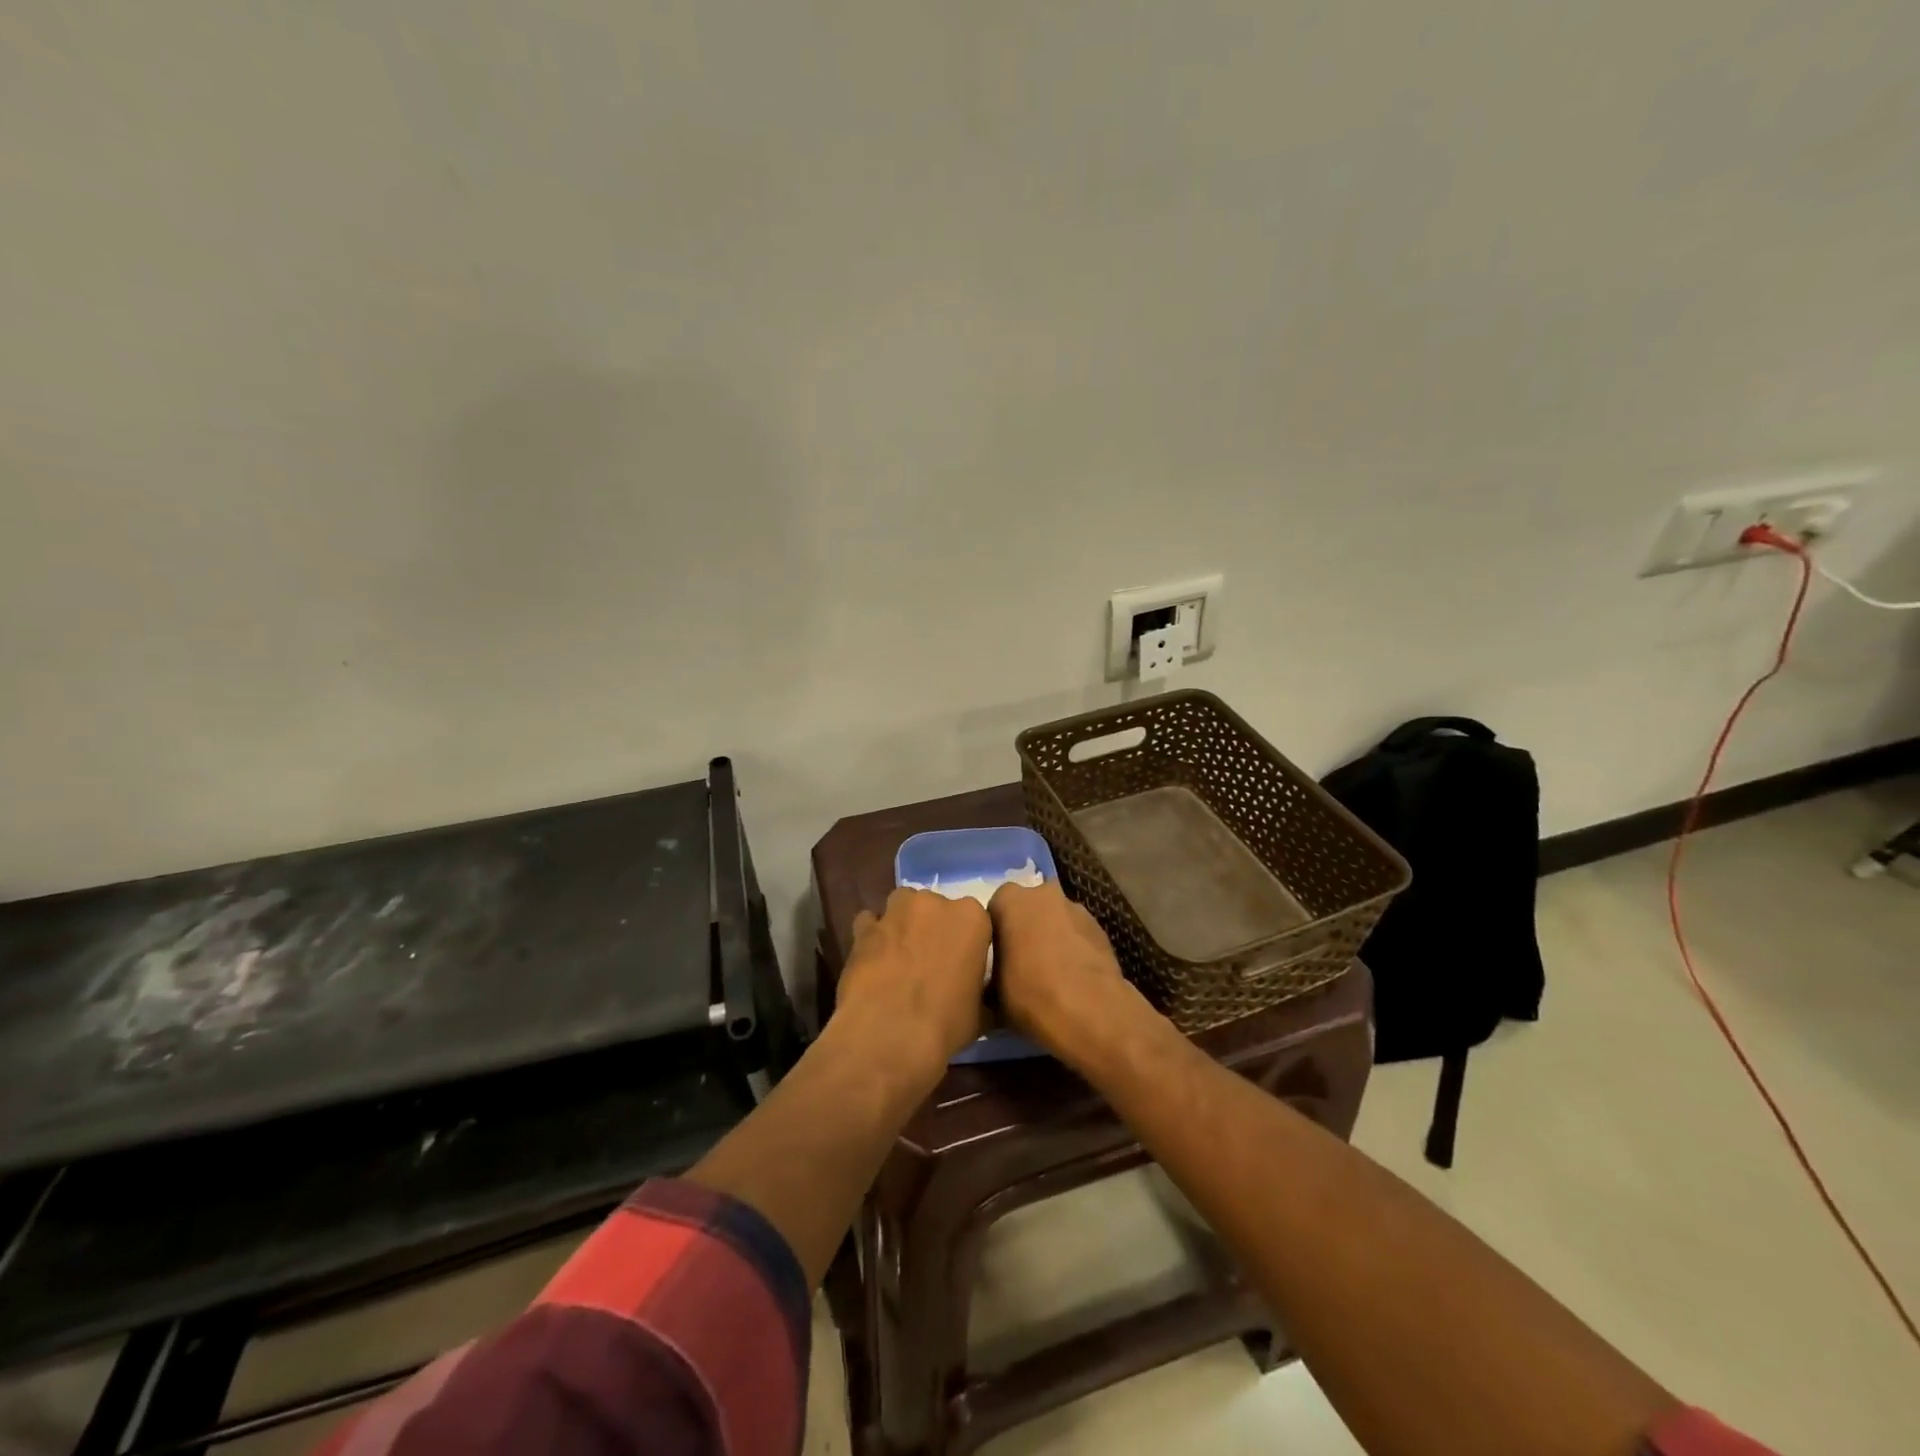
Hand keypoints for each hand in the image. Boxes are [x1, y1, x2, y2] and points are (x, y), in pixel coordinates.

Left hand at [833, 887, 991, 1082]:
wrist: (889, 1035)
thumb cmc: (946, 1024)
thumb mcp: (980, 1012)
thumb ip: (980, 990)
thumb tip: (978, 996)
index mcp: (971, 918)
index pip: (974, 919)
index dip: (965, 941)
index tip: (961, 963)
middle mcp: (934, 903)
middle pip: (935, 907)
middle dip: (932, 927)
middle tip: (930, 961)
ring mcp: (896, 912)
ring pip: (901, 906)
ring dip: (902, 923)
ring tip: (899, 955)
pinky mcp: (864, 927)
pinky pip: (869, 922)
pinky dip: (871, 935)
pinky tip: (872, 959)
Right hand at [988, 881, 1158, 1067]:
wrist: (1090, 1011)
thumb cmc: (1030, 994)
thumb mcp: (991, 991)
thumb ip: (990, 970)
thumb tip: (992, 979)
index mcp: (1010, 900)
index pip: (995, 907)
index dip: (995, 932)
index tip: (995, 957)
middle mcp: (1043, 893)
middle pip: (1028, 907)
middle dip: (1025, 927)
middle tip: (1021, 961)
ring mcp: (1076, 908)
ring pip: (1055, 918)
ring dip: (1051, 936)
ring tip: (1050, 972)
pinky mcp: (1100, 927)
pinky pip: (1077, 933)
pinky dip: (1073, 947)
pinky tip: (1072, 976)